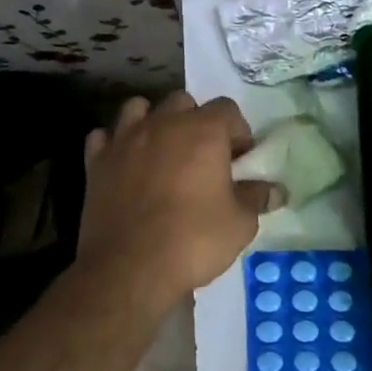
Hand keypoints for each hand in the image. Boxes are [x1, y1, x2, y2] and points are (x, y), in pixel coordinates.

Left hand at [77, 93, 279, 314]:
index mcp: (203, 131)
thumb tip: (275, 190)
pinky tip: (125, 164)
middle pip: (184, 102)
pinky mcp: (96, 161)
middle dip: (196, 122)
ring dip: (153, 122)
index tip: (239, 162)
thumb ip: (256, 198)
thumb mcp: (240, 223)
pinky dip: (116, 144)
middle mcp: (163, 123)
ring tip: (162, 152)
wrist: (129, 268)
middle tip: (203, 158)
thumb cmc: (193, 240)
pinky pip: (105, 136)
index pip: (227, 108)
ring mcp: (124, 139)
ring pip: (139, 108)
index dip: (237, 132)